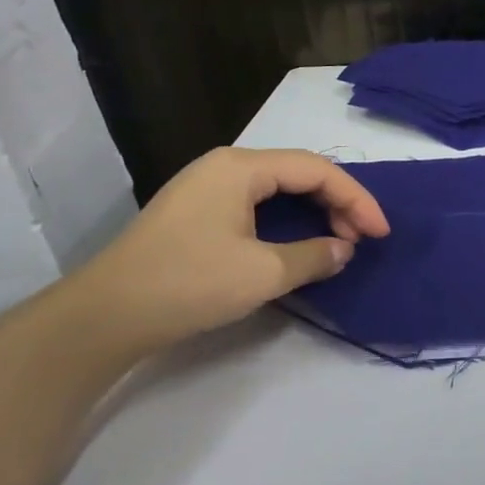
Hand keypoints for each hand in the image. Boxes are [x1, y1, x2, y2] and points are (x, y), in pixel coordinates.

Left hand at [69, 147, 389, 354]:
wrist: (104, 317)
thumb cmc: (188, 283)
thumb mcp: (263, 273)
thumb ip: (314, 256)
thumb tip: (343, 250)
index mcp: (241, 168)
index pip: (316, 170)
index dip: (356, 199)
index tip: (380, 233)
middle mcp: (225, 167)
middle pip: (299, 173)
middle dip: (338, 203)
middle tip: (363, 238)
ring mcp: (207, 188)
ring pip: (280, 189)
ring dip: (316, 212)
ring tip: (339, 242)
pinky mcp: (197, 213)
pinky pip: (259, 205)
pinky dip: (290, 221)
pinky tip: (301, 243)